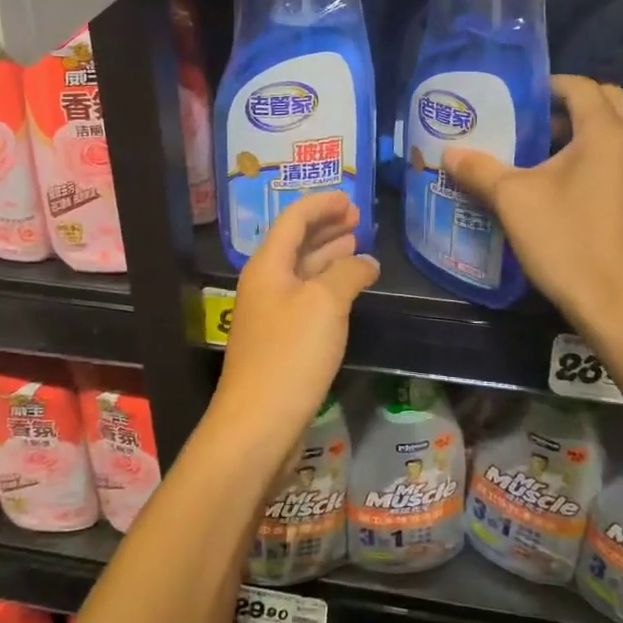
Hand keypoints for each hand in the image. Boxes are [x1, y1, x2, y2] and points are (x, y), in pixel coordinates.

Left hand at [211, 193, 379, 460]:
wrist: (258, 423)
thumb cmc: (290, 354)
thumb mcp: (325, 304)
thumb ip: (347, 273)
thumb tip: (365, 261)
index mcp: (267, 265)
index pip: (293, 220)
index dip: (321, 204)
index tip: (350, 198)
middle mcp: (265, 283)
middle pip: (295, 243)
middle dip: (325, 227)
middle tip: (357, 219)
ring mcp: (271, 313)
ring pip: (301, 271)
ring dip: (328, 255)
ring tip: (355, 245)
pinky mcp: (280, 340)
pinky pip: (305, 297)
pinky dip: (327, 285)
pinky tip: (347, 289)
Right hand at [443, 76, 622, 337]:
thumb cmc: (569, 243)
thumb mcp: (514, 202)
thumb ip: (480, 171)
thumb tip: (449, 154)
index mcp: (608, 133)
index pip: (581, 87)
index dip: (549, 86)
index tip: (521, 99)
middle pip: (610, 103)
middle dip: (574, 106)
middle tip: (538, 125)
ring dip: (592, 135)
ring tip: (552, 160)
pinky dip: (608, 162)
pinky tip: (579, 195)